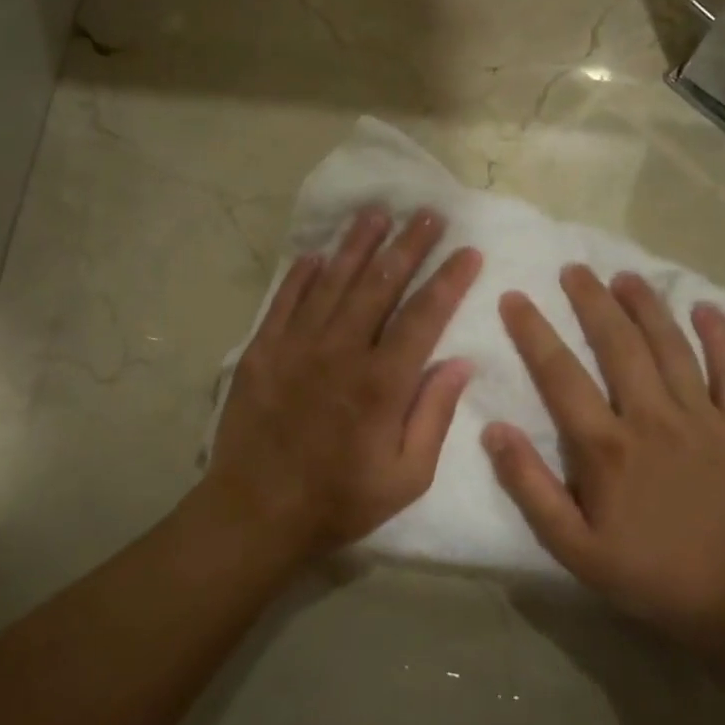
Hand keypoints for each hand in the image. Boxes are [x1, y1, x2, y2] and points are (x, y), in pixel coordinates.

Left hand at [207, 207, 482, 553]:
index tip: (468, 250)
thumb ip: (434, 415)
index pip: (423, 316)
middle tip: (428, 213)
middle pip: (379, 284)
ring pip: (333, 282)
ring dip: (357, 245)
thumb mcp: (406, 477)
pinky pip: (285, 301)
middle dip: (408, 245)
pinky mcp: (262, 350)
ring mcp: (296, 346)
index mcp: (381, 383)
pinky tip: (318, 254)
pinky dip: (302, 275)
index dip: (448, 280)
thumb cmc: (339, 500)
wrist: (256, 511)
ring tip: (377, 213)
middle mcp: (340, 351)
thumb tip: (460, 363)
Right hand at [483, 265, 724, 643]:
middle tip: (572, 269)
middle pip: (619, 345)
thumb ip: (529, 486)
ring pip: (672, 348)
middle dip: (592, 302)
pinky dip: (722, 338)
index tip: (514, 298)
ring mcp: (702, 420)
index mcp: (607, 447)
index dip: (534, 332)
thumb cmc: (643, 572)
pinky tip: (707, 308)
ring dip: (647, 307)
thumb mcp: (570, 545)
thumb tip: (493, 430)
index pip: (561, 375)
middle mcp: (653, 419)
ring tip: (624, 276)